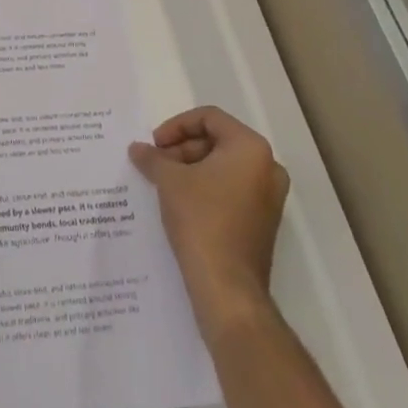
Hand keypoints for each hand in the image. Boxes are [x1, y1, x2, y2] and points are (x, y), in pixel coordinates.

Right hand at [130, 106, 289, 342]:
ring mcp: (269, 198)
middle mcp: (267, 168)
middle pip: (217, 141)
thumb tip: (137, 149)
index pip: (209, 118)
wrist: (227, 288)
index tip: (155, 144)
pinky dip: (206, 188)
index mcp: (250, 148)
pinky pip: (232, 190)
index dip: (176, 126)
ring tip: (164, 183)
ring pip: (224, 166)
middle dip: (183, 148)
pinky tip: (181, 202)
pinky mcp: (263, 222)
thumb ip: (152, 157)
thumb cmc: (201, 220)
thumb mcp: (169, 180)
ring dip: (192, 168)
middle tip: (158, 163)